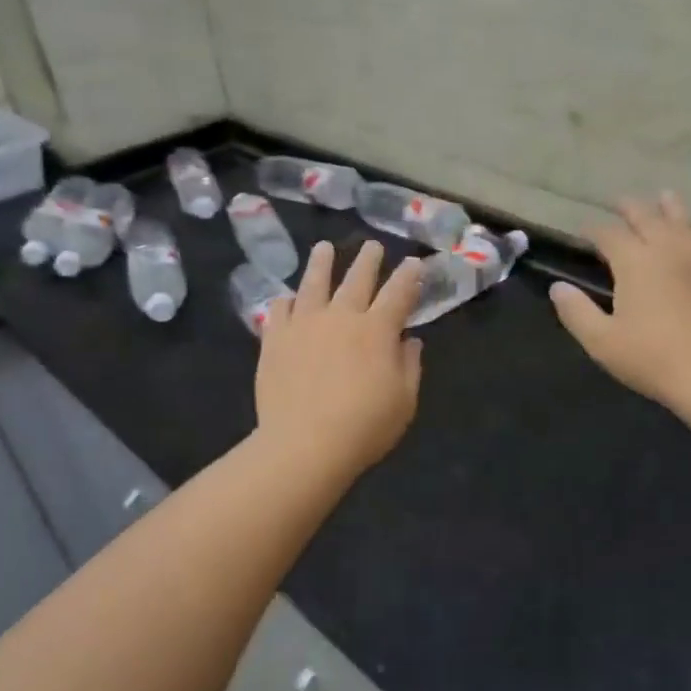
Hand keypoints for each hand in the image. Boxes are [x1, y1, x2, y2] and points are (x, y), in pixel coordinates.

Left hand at [256, 240, 424, 476]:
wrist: (305, 444)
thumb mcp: (404, 401)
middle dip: (368, 259)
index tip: (414, 262)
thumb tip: (409, 340)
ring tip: (324, 248)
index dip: (409, 275)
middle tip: (373, 245)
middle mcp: (341, 316)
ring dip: (322, 263)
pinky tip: (287, 298)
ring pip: (314, 283)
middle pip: (357, 278)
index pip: (399, 293)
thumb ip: (410, 366)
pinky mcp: (275, 339)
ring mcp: (304, 324)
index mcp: (377, 330)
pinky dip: (286, 301)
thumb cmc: (364, 426)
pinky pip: (279, 310)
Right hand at [550, 192, 690, 413]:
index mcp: (635, 262)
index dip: (594, 230)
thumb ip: (576, 311)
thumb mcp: (602, 342)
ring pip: (684, 222)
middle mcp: (668, 249)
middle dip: (630, 209)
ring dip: (671, 208)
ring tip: (665, 197)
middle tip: (619, 202)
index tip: (584, 230)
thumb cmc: (653, 359)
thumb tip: (557, 287)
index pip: (608, 235)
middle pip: (647, 218)